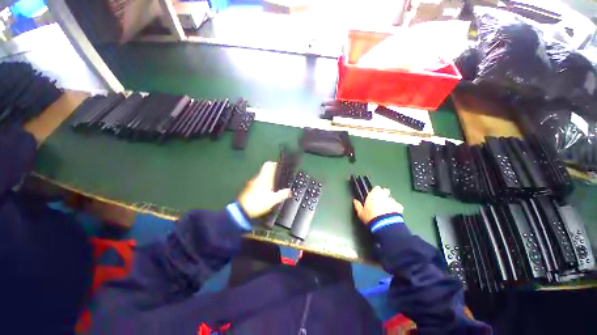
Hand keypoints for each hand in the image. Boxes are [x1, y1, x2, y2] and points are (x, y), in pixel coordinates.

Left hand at [238, 161, 290, 218]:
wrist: (243, 210)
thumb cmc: (258, 203)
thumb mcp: (273, 200)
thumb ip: (282, 194)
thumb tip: (290, 191)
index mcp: (264, 178)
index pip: (268, 165)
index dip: (274, 163)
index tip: (279, 166)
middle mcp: (258, 178)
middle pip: (265, 170)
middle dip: (272, 172)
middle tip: (279, 176)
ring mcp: (252, 182)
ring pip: (261, 176)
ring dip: (267, 177)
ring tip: (274, 184)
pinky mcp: (249, 188)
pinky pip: (257, 182)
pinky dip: (262, 183)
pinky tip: (265, 191)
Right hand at [353, 186, 403, 223]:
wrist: (384, 225)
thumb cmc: (370, 217)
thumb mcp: (361, 213)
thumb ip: (358, 205)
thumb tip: (355, 201)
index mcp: (373, 195)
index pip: (376, 188)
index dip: (376, 191)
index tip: (374, 196)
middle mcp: (383, 195)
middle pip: (386, 191)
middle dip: (384, 194)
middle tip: (381, 201)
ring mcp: (392, 201)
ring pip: (391, 199)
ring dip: (389, 202)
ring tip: (387, 210)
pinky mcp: (399, 207)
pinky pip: (398, 206)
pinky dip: (396, 208)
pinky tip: (393, 214)